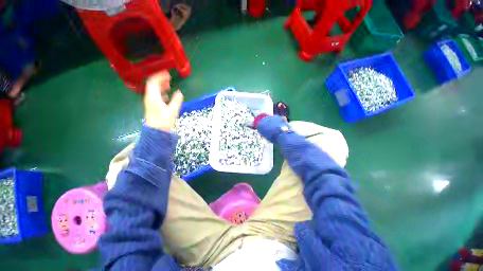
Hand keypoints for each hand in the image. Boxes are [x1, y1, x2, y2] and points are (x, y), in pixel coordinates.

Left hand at [144, 71, 183, 131]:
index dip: (160, 76)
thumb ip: (176, 101)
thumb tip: (180, 92)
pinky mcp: (152, 106)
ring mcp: (150, 102)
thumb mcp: (172, 111)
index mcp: (153, 97)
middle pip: (152, 85)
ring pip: (153, 90)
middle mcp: (149, 97)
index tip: (168, 73)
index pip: (153, 82)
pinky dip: (161, 92)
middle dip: (160, 80)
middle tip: (169, 78)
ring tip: (169, 85)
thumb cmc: (163, 122)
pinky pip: (155, 95)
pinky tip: (166, 95)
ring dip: (160, 86)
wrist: (156, 132)